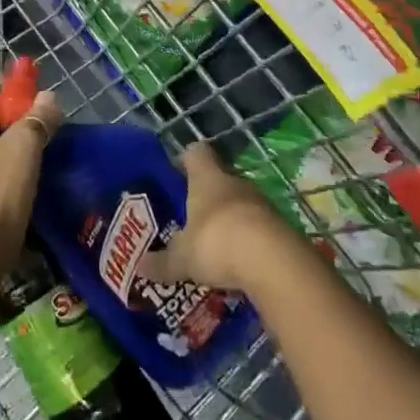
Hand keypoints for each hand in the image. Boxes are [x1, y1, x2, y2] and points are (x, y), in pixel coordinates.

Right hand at [138, 142, 294, 292]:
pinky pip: (258, 227)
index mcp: (207, 178)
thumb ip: (162, 262)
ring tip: (213, 245)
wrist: (276, 264)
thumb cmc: (218, 243)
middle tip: (189, 218)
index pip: (196, 153)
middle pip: (218, 179)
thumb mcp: (183, 258)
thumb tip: (139, 267)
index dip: (184, 160)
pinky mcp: (280, 227)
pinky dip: (248, 240)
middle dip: (205, 196)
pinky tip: (238, 263)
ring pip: (239, 204)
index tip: (174, 175)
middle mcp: (235, 182)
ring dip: (229, 220)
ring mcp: (261, 203)